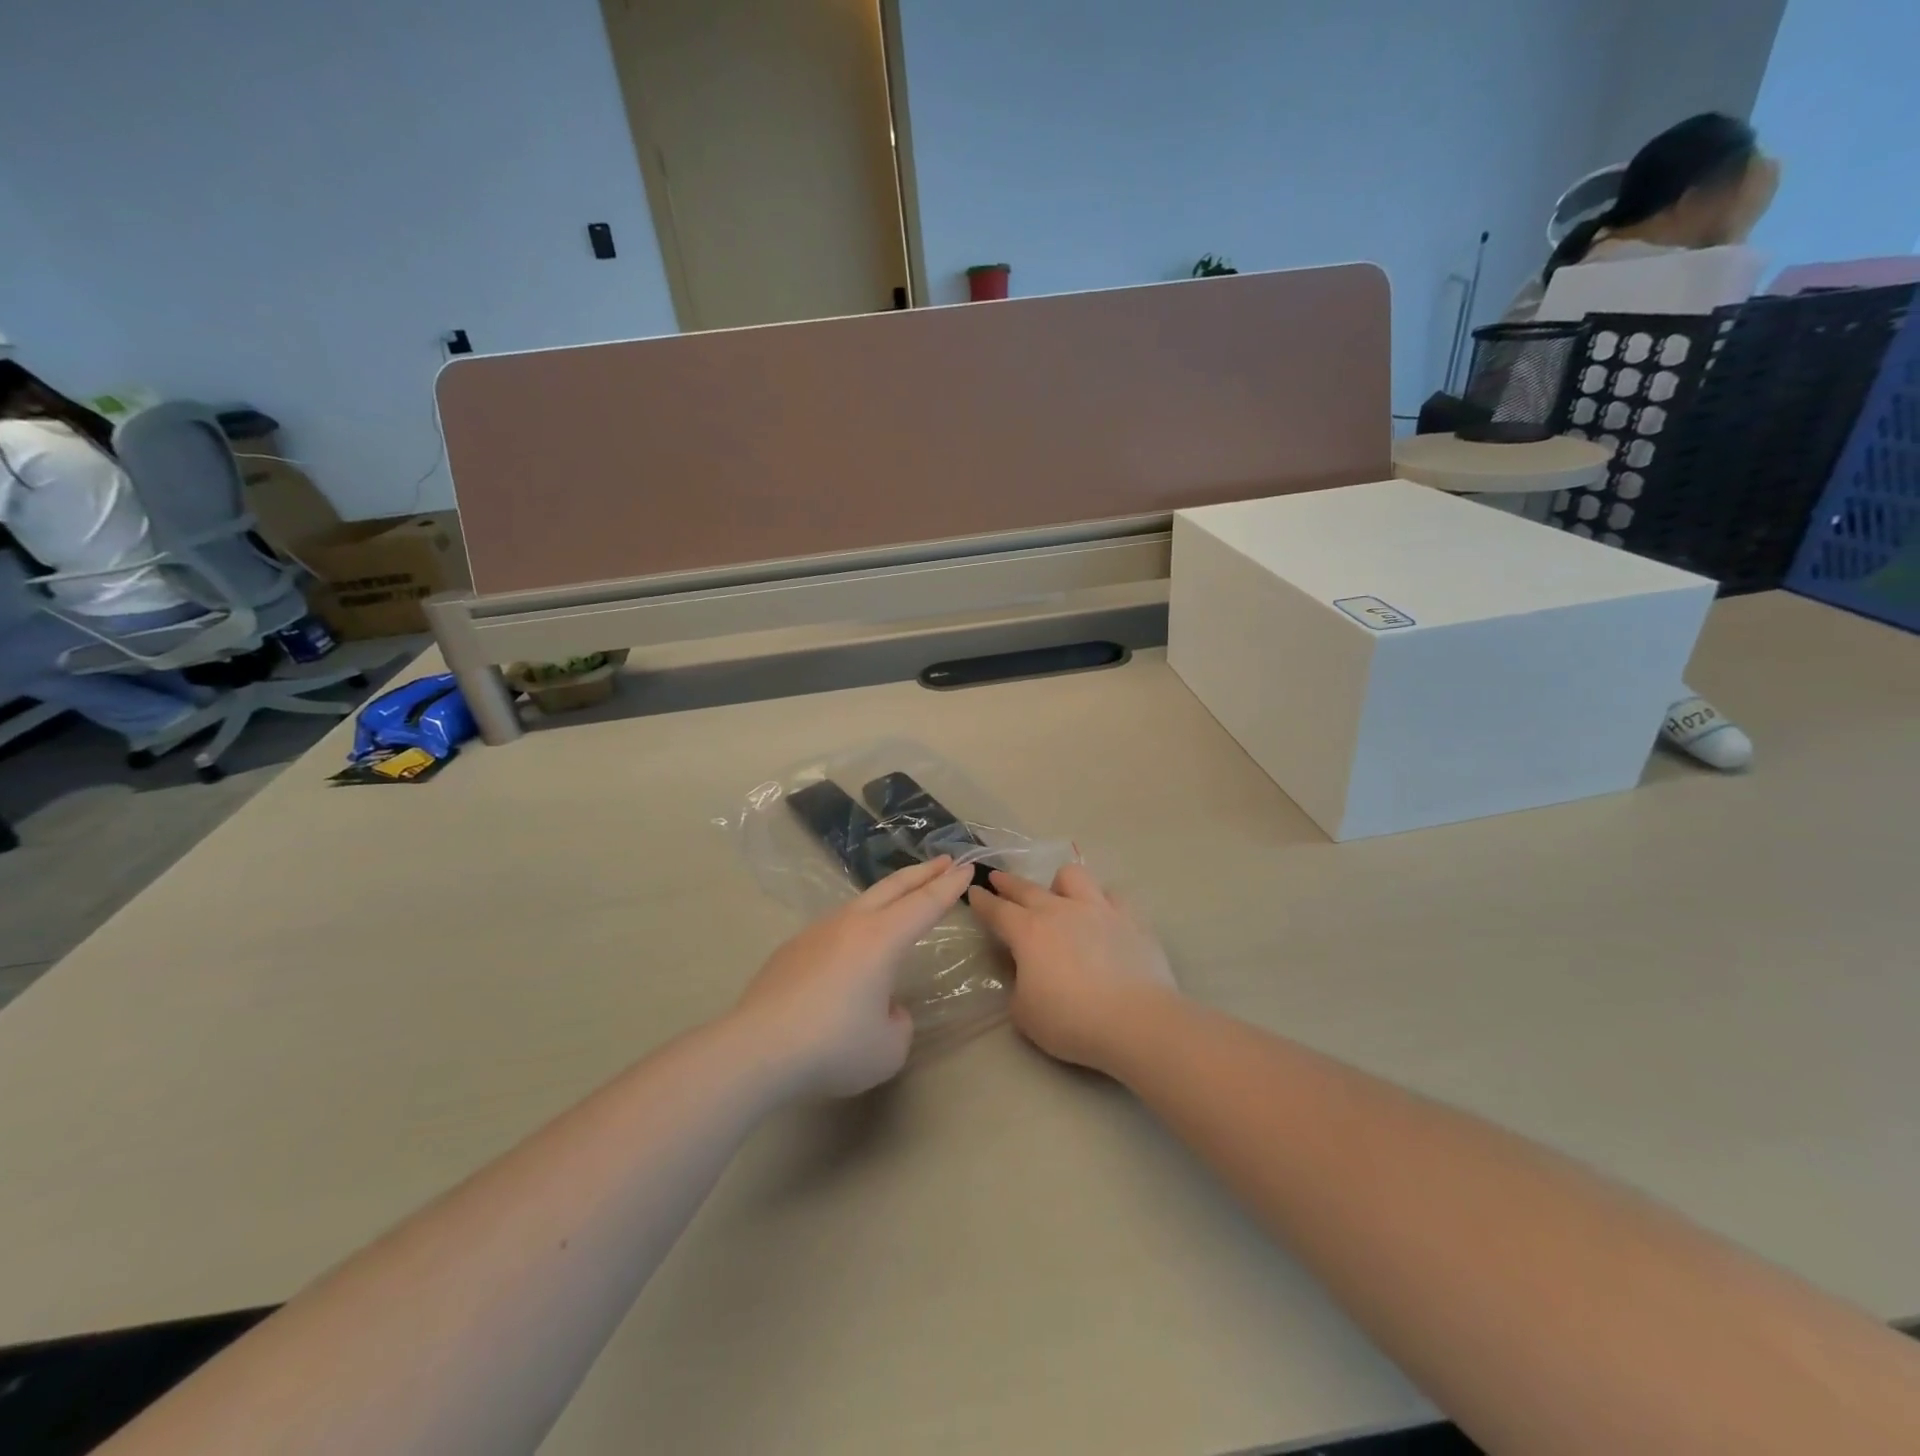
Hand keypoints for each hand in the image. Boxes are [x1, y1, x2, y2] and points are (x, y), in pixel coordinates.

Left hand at [733, 856, 972, 1097]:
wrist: (757, 1048)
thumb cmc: (833, 1045)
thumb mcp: (888, 1047)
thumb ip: (898, 1022)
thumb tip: (883, 1007)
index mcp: (882, 939)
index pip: (925, 905)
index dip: (950, 887)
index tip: (968, 868)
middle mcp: (851, 924)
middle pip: (894, 888)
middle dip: (923, 872)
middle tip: (945, 860)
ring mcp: (816, 932)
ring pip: (860, 903)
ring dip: (887, 896)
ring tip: (900, 899)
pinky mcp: (791, 949)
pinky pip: (833, 929)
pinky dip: (854, 927)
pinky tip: (850, 951)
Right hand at [967, 864, 1178, 1074]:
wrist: (1137, 1021)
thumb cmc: (1072, 1021)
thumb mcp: (1025, 1015)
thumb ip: (1018, 987)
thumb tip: (1027, 974)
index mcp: (1028, 932)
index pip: (997, 910)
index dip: (982, 901)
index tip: (974, 892)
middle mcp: (1060, 910)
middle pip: (1027, 888)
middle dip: (1008, 882)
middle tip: (998, 877)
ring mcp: (1098, 909)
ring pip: (1072, 877)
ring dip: (1059, 883)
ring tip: (1059, 894)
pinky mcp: (1130, 918)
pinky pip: (1111, 896)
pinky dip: (1101, 902)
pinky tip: (1102, 915)